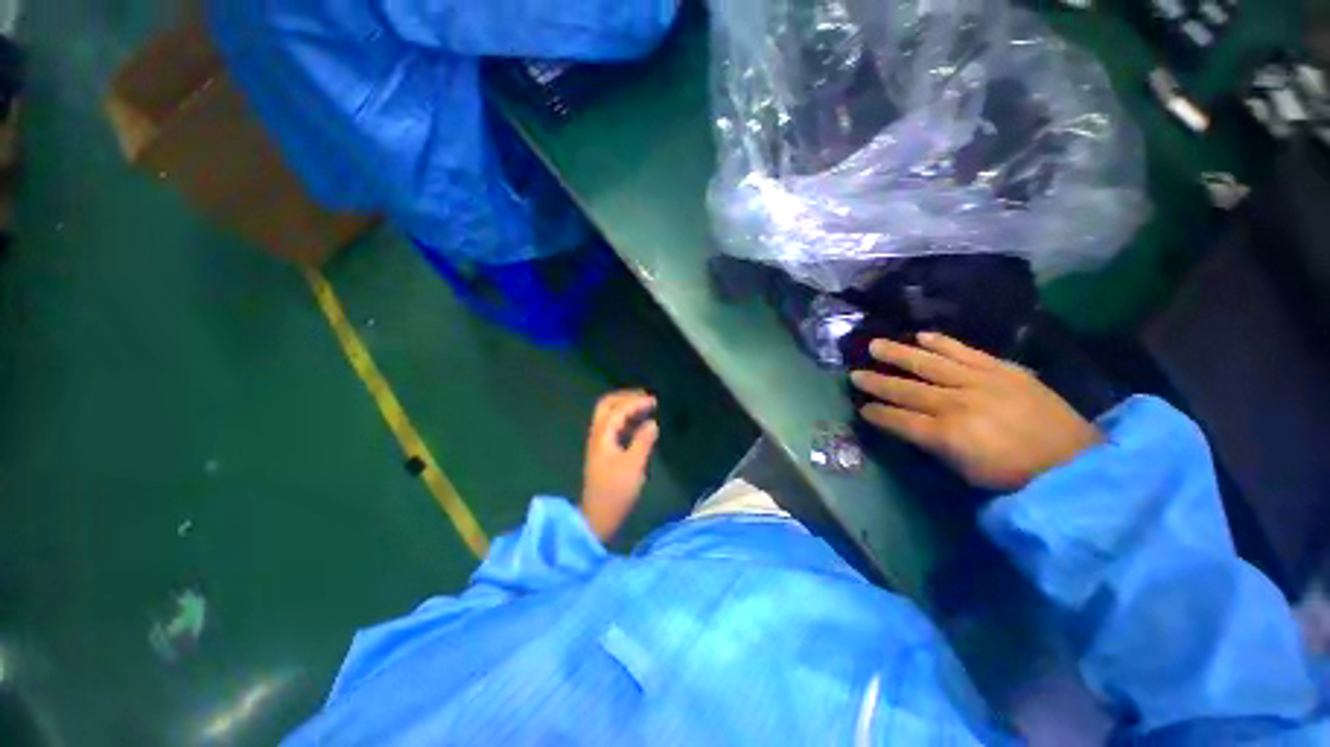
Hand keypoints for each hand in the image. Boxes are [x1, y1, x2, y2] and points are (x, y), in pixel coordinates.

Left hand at [581, 390, 659, 540]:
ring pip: (610, 416)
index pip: (618, 410)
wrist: (598, 518)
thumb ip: (643, 442)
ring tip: (646, 406)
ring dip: (626, 407)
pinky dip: (627, 420)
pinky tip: (640, 425)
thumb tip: (652, 423)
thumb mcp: (633, 467)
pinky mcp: (605, 452)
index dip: (636, 402)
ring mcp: (600, 443)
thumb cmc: (616, 493)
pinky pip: (615, 427)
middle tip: (646, 397)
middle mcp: (598, 435)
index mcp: (603, 436)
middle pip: (607, 406)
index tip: (655, 400)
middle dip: (626, 398)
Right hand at [850, 332, 1100, 490]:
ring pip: (929, 364)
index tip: (861, 409)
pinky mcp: (1002, 369)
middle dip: (877, 382)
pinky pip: (965, 351)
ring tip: (875, 345)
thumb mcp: (965, 473)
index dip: (877, 414)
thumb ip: (933, 446)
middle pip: (906, 389)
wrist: (1074, 462)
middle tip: (855, 374)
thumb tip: (909, 427)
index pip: (899, 420)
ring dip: (898, 354)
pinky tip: (921, 335)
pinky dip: (942, 342)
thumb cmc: (1015, 477)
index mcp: (946, 435)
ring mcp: (980, 382)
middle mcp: (956, 403)